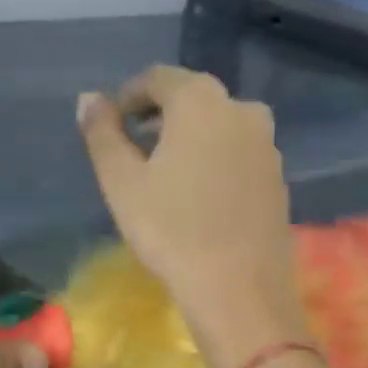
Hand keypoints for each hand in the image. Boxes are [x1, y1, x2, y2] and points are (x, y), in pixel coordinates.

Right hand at [78, 66, 308, 367]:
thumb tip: (89, 98)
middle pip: (193, 99)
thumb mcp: (122, 183)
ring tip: (166, 175)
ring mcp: (267, 145)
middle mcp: (242, 109)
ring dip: (190, 140)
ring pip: (220, 128)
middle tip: (136, 148)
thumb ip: (102, 134)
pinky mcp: (278, 179)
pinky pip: (239, 156)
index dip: (129, 96)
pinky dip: (215, 162)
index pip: (158, 78)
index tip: (112, 123)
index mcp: (200, 100)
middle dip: (161, 117)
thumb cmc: (171, 231)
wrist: (239, 289)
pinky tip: (200, 197)